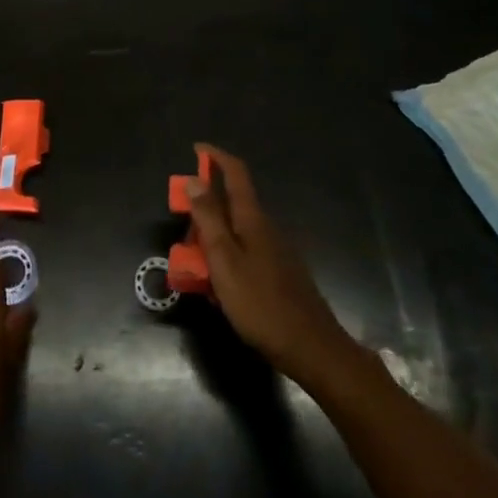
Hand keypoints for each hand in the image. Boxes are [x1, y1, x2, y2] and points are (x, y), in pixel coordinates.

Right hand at [185, 144, 354, 386]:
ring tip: (196, 263)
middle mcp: (267, 228)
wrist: (313, 349)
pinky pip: (246, 252)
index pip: (236, 173)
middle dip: (207, 207)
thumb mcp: (225, 261)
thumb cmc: (261, 304)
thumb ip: (209, 219)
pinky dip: (228, 256)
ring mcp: (277, 251)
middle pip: (234, 203)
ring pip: (238, 231)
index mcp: (253, 220)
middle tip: (185, 227)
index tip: (196, 149)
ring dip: (215, 236)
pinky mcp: (280, 273)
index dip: (216, 157)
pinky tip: (220, 286)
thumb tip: (195, 179)